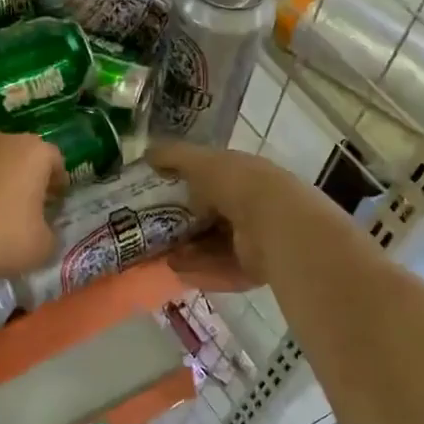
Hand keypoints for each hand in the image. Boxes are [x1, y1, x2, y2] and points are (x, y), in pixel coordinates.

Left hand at [0, 130, 61, 282]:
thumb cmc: (3, 239)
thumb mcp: (44, 246)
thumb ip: (50, 231)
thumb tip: (42, 230)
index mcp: (32, 152)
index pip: (55, 160)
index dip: (57, 183)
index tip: (54, 204)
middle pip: (18, 155)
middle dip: (23, 178)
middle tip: (23, 208)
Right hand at [147, 139, 345, 290]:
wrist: (275, 224)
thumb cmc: (238, 184)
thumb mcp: (201, 162)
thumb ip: (174, 157)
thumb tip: (148, 152)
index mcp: (245, 176)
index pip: (214, 180)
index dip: (188, 187)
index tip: (159, 196)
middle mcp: (253, 206)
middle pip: (213, 217)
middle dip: (184, 225)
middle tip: (154, 231)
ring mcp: (257, 239)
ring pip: (215, 246)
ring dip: (188, 251)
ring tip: (161, 255)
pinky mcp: (256, 268)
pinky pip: (223, 269)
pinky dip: (200, 270)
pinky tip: (177, 271)